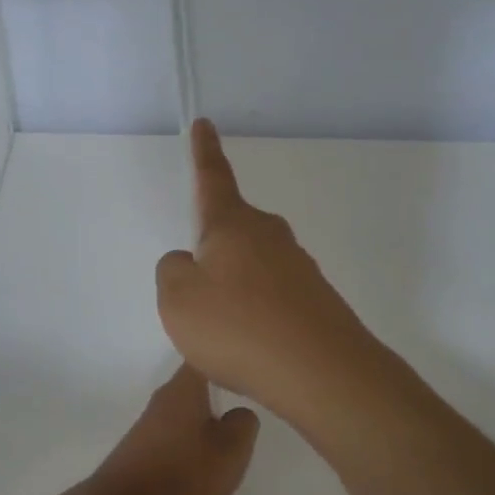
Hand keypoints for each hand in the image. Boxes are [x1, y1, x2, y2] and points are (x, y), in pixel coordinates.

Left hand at [89, 363, 259, 494]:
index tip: (248, 369)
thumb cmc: (183, 475)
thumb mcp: (231, 451)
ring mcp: (148, 424)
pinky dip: (190, 442)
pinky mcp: (140, 448)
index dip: (227, 358)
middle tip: (246, 405)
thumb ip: (244, 424)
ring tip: (228, 440)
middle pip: (196, 384)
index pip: (206, 356)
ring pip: (186, 411)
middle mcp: (163, 398)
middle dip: (219, 392)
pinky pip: (174, 434)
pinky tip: (200, 463)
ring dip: (205, 421)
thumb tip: (240, 413)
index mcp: (185, 388)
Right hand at [155, 120, 383, 426]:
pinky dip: (256, 318)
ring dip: (235, 293)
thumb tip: (189, 263)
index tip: (205, 123)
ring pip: (251, 269)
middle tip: (199, 295)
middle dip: (212, 253)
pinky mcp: (316, 299)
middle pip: (231, 233)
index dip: (204, 151)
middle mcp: (270, 236)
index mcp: (233, 225)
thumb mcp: (178, 300)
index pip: (212, 178)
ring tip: (225, 338)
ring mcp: (298, 267)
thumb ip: (173, 272)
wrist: (321, 372)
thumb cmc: (238, 327)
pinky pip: (272, 299)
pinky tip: (253, 350)